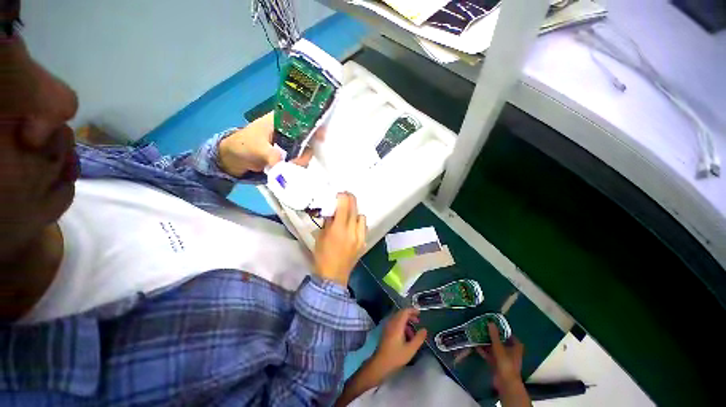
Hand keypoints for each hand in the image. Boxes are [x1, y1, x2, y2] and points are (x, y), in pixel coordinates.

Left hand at [218, 112, 321, 176]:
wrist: (235, 159)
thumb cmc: (243, 144)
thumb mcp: (255, 147)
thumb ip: (270, 154)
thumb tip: (283, 164)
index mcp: (280, 119)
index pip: (302, 117)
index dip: (314, 124)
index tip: (321, 136)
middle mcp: (289, 129)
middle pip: (308, 135)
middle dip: (308, 148)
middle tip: (299, 161)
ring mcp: (290, 142)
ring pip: (306, 149)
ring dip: (302, 159)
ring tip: (291, 166)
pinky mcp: (290, 154)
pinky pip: (300, 158)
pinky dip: (299, 164)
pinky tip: (293, 169)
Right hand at [313, 193, 365, 285]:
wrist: (333, 276)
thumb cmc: (322, 256)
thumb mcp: (320, 237)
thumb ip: (328, 222)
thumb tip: (332, 211)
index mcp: (339, 229)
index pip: (344, 206)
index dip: (343, 196)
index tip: (340, 193)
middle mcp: (352, 231)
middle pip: (355, 209)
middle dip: (351, 199)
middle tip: (346, 197)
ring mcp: (360, 237)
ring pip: (362, 217)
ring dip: (356, 213)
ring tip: (349, 216)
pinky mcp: (364, 243)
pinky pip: (364, 228)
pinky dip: (359, 224)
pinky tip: (353, 227)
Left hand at [370, 308, 427, 377]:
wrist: (381, 363)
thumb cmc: (396, 356)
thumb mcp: (410, 349)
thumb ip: (418, 338)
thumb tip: (424, 329)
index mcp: (397, 324)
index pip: (405, 311)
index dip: (412, 310)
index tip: (419, 313)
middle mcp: (391, 322)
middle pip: (401, 313)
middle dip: (410, 315)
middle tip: (418, 321)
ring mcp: (388, 326)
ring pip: (398, 318)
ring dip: (406, 322)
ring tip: (413, 332)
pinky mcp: (386, 331)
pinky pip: (395, 323)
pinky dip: (401, 325)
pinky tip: (406, 336)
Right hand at [476, 323, 525, 393]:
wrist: (505, 382)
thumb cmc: (505, 362)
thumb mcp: (499, 346)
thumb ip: (494, 335)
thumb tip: (490, 322)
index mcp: (516, 347)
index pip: (511, 336)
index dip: (503, 331)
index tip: (494, 325)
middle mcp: (510, 352)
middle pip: (501, 342)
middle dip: (492, 336)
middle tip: (483, 328)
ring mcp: (503, 359)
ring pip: (494, 348)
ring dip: (486, 343)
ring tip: (477, 335)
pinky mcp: (496, 364)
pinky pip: (489, 355)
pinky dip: (483, 351)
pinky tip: (475, 345)